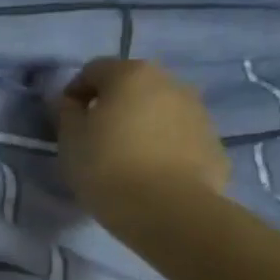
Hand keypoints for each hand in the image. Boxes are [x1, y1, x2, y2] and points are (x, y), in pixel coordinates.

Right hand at [53, 58, 228, 228]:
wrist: (168, 209)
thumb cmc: (107, 167)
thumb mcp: (70, 140)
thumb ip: (66, 113)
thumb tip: (70, 102)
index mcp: (131, 75)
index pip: (93, 70)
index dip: (74, 92)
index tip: (66, 120)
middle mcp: (170, 82)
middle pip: (131, 85)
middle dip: (111, 104)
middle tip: (95, 136)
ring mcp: (198, 111)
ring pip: (158, 109)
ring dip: (140, 123)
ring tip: (124, 156)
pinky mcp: (213, 141)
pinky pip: (178, 135)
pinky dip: (162, 144)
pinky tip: (150, 172)